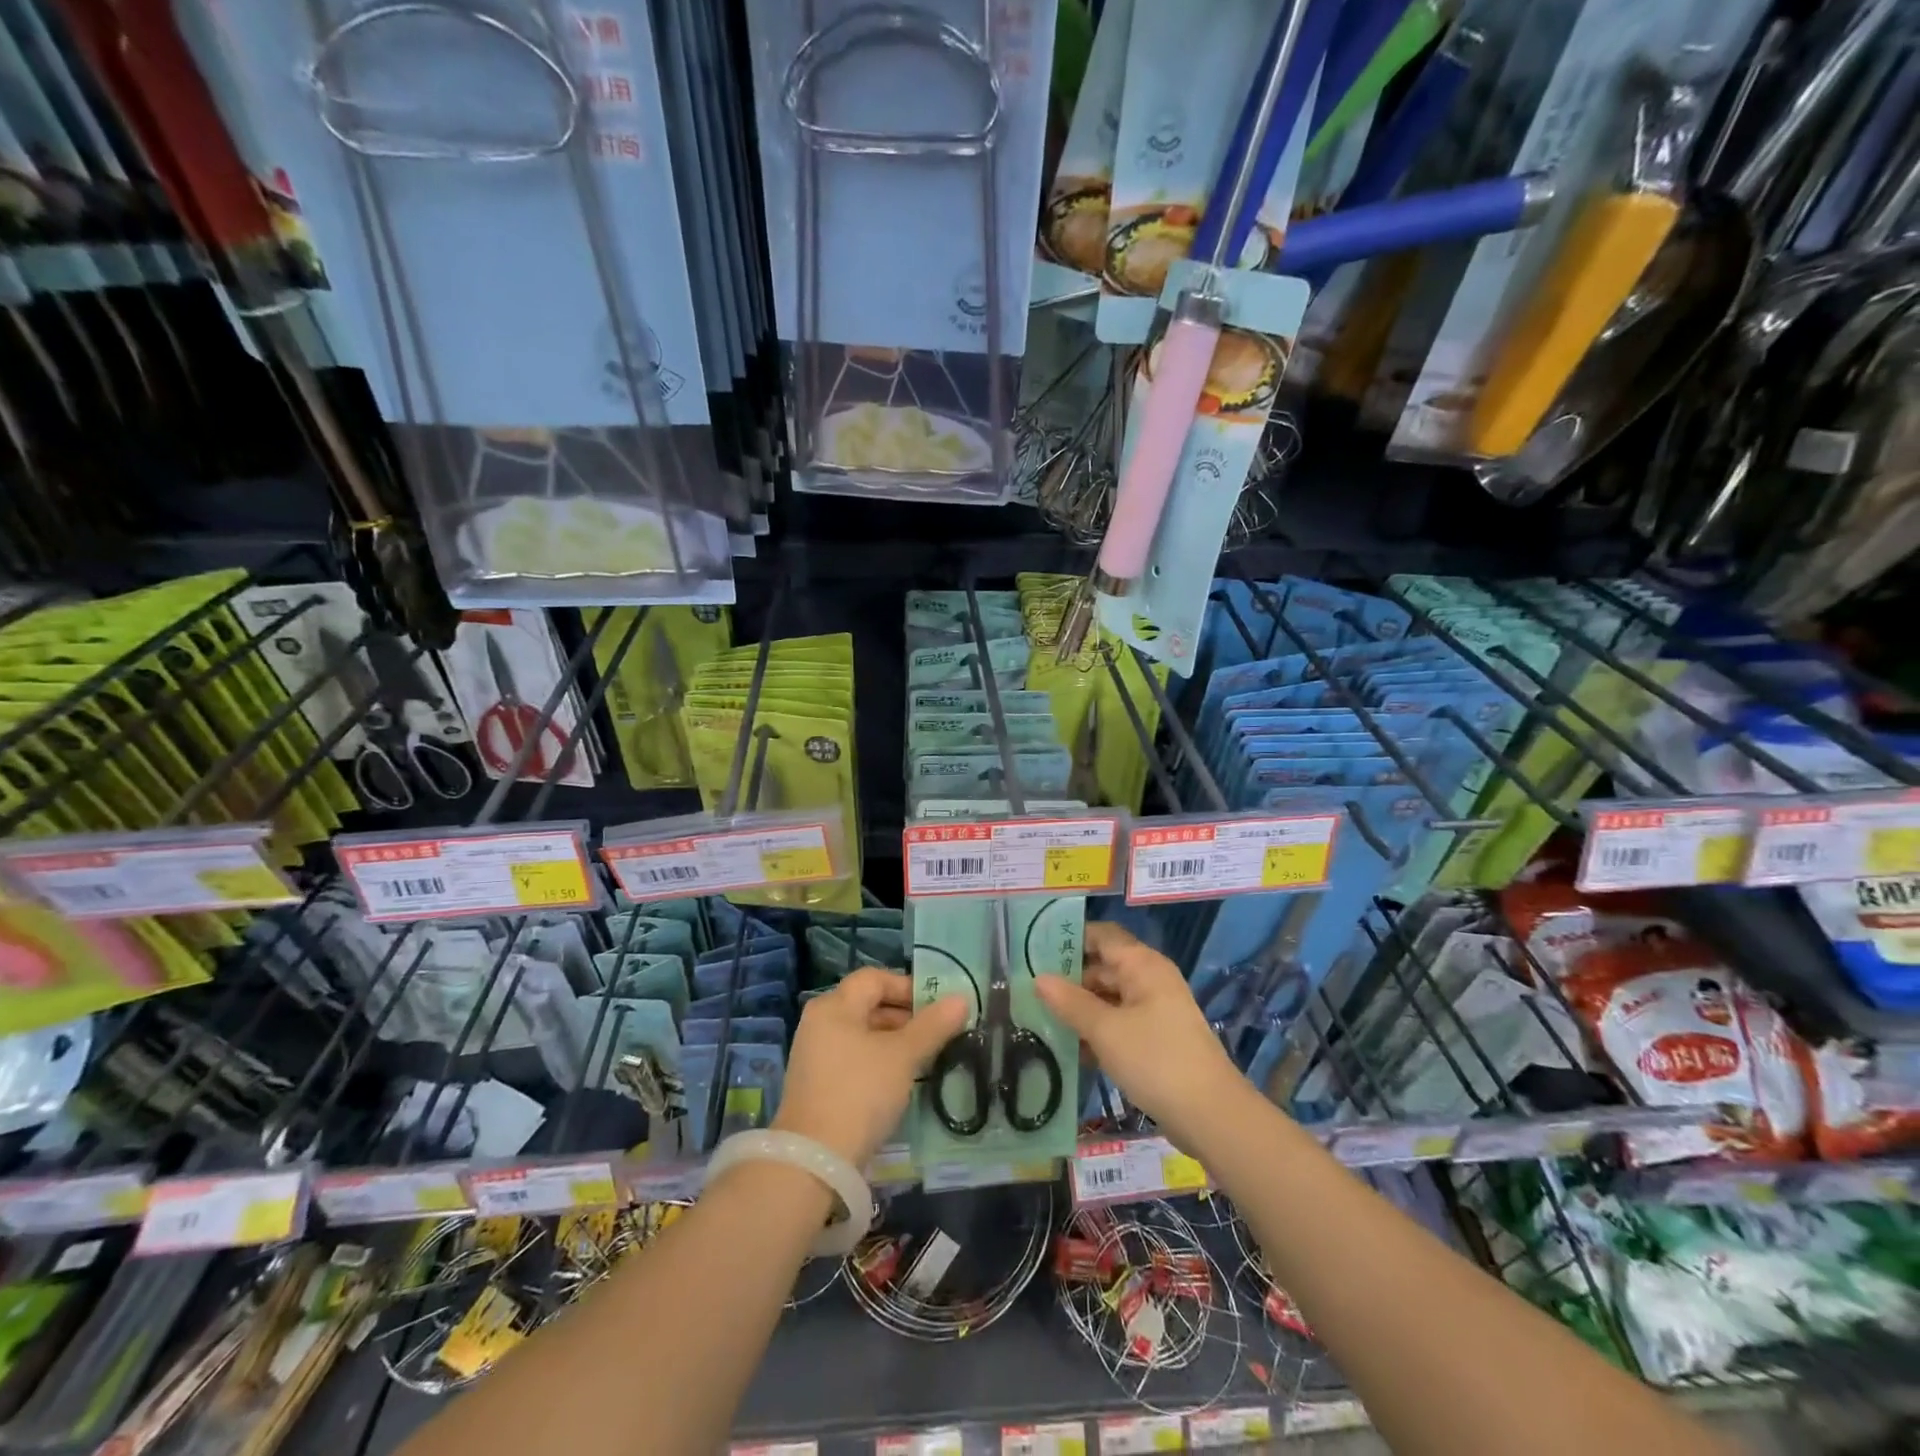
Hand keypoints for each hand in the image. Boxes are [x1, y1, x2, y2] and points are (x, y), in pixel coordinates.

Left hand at [772, 969, 967, 1167]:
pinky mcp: (816, 1084)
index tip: (936, 1007)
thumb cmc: (860, 1093)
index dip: (907, 987)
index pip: (874, 979)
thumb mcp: (903, 1056)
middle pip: (867, 1005)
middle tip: (936, 1034)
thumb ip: (933, 1026)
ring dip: (893, 1041)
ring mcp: (815, 1055)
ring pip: (862, 1034)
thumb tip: (961, 999)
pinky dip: (877, 1061)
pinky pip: (852, 1058)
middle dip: (904, 1016)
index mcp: (835, 1006)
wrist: (815, 1161)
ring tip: (923, 1059)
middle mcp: (820, 1023)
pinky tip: (898, 1081)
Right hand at [1034, 922, 1240, 1149]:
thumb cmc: (1156, 1060)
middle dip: (1069, 978)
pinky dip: (1096, 1030)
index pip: (1101, 935)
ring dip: (1080, 1008)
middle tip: (1029, 991)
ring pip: (1109, 997)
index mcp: (1143, 965)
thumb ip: (1070, 1002)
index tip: (1034, 950)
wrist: (1212, 1116)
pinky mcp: (1156, 1039)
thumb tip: (1038, 978)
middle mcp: (1150, 980)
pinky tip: (1070, 1049)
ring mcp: (1155, 1010)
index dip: (1070, 938)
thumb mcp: (1105, 1030)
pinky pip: (1119, 1023)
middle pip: (1103, 966)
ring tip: (1041, 1019)